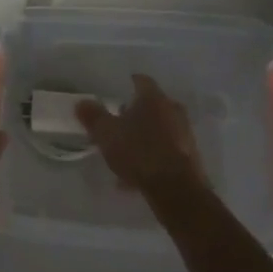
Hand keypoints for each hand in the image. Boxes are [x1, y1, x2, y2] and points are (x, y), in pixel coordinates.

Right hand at [76, 74, 205, 199]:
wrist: (177, 190)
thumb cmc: (139, 152)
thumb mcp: (107, 134)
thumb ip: (93, 117)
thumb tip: (82, 102)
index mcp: (153, 98)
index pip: (141, 81)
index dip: (128, 84)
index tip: (117, 91)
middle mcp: (173, 110)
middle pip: (153, 105)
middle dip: (136, 112)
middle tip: (119, 121)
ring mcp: (185, 134)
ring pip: (160, 129)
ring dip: (145, 136)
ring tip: (125, 152)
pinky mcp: (190, 157)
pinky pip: (166, 151)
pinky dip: (153, 157)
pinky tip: (136, 175)